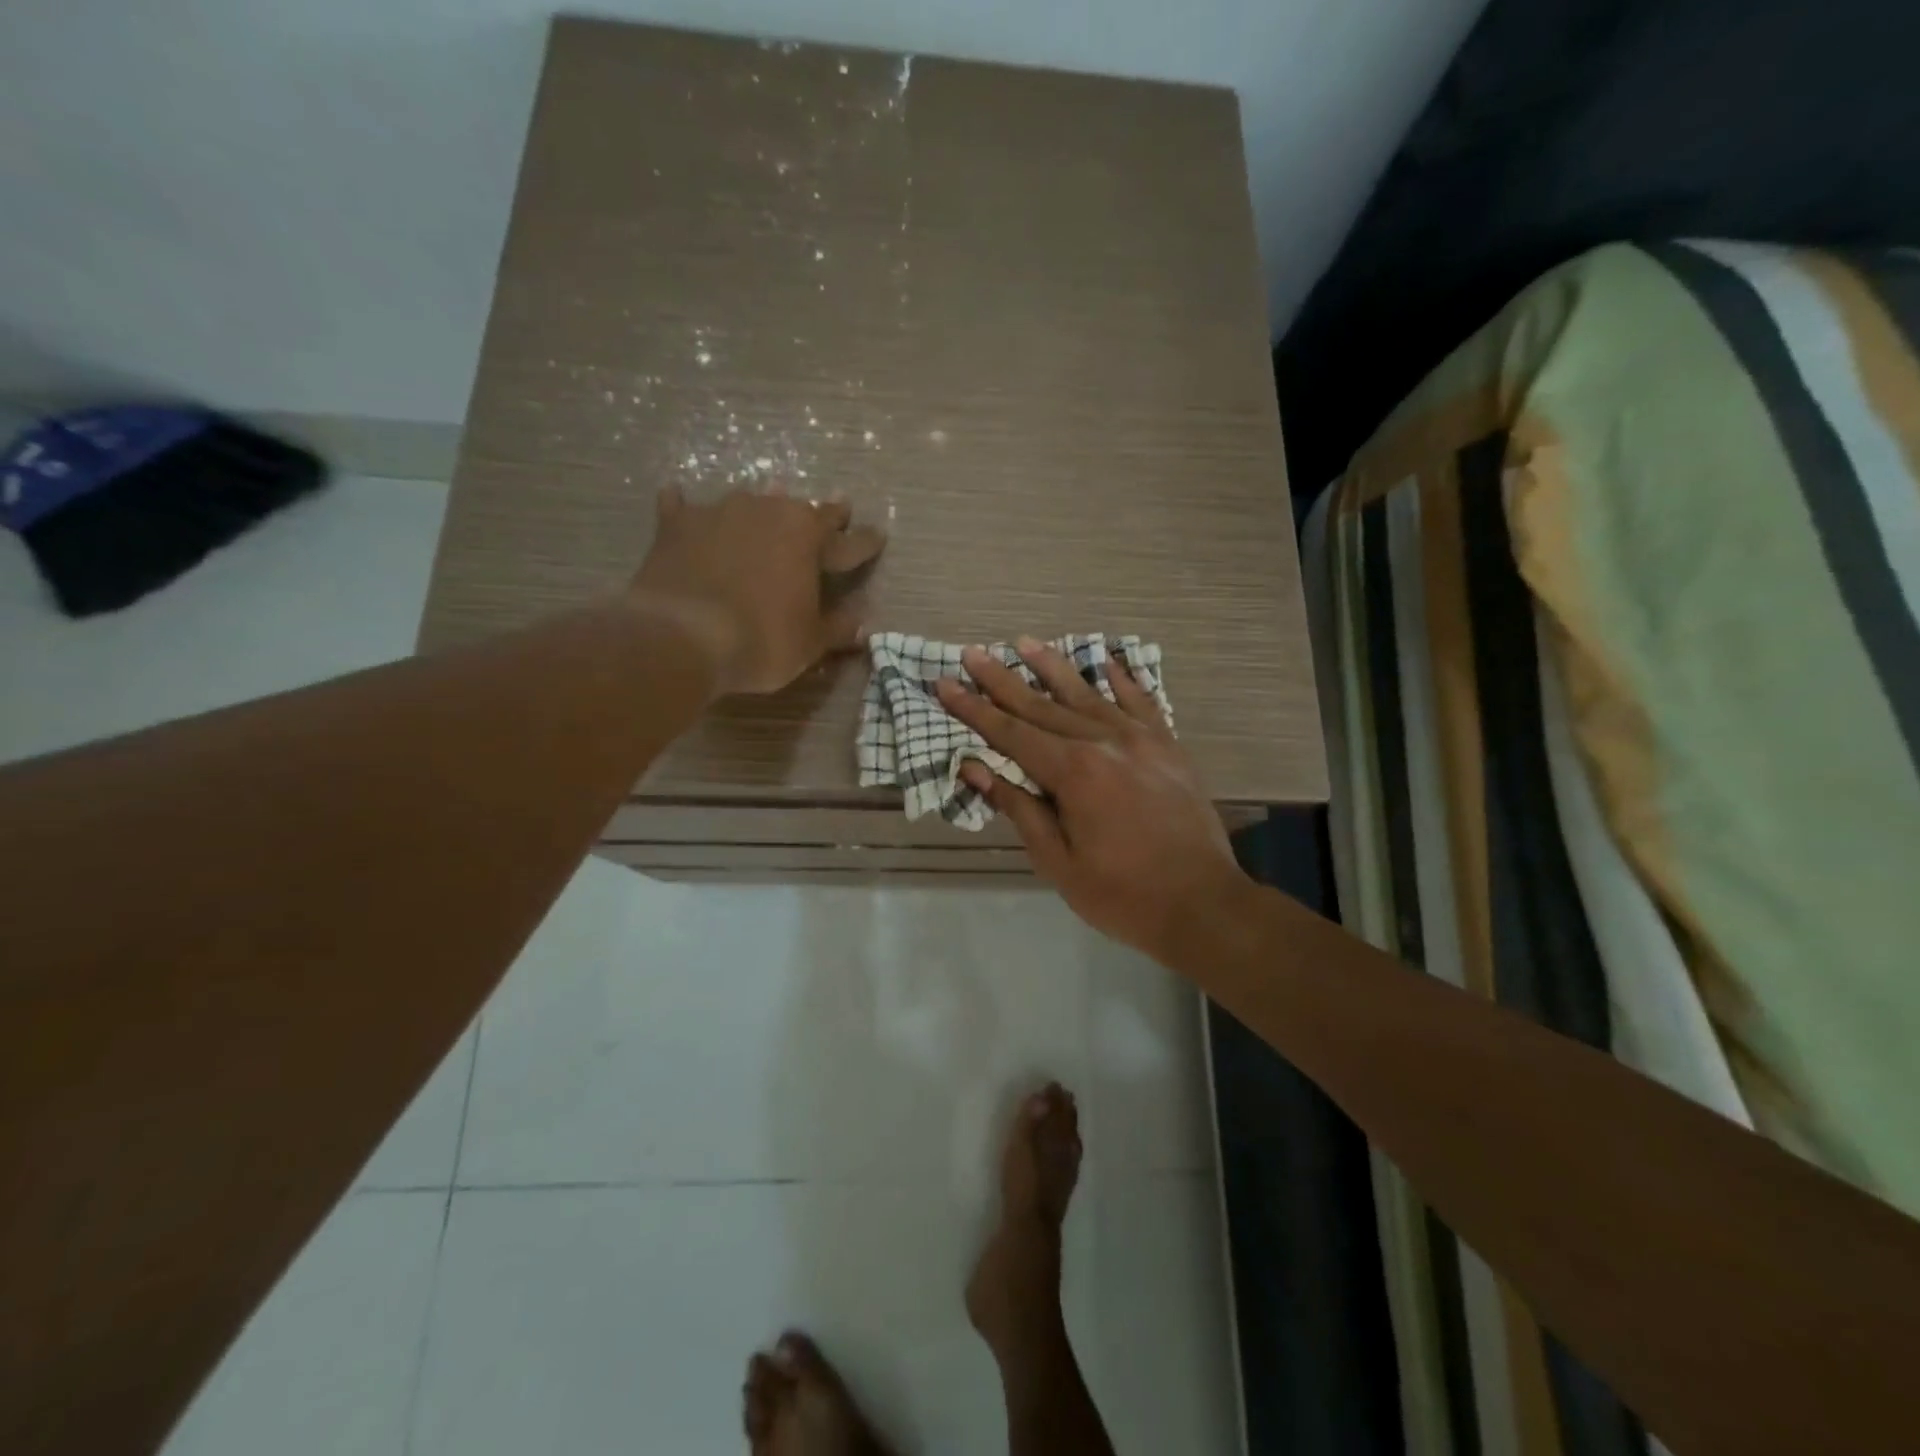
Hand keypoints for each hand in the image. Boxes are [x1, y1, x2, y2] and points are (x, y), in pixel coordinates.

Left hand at [630, 486, 884, 695]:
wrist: (681, 636)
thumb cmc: (761, 641)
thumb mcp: (810, 643)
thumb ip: (837, 628)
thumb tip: (862, 624)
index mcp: (809, 538)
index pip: (849, 542)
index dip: (866, 542)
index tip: (879, 535)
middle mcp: (769, 512)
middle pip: (803, 509)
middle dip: (823, 513)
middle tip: (838, 507)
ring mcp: (719, 512)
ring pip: (750, 502)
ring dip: (762, 506)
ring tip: (766, 501)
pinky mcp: (676, 525)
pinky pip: (682, 507)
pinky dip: (686, 507)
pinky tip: (678, 498)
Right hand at [934, 639, 1249, 958]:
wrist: (1203, 903)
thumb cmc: (1122, 894)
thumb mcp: (1058, 862)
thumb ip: (1019, 808)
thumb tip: (974, 768)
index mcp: (1074, 772)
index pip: (1011, 733)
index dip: (974, 710)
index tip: (945, 684)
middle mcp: (1104, 742)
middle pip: (1042, 705)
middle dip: (1002, 680)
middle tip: (972, 653)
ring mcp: (1141, 739)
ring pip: (1088, 695)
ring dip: (1053, 667)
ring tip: (1024, 642)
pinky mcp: (1168, 746)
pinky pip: (1141, 703)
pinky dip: (1122, 680)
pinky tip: (1107, 662)